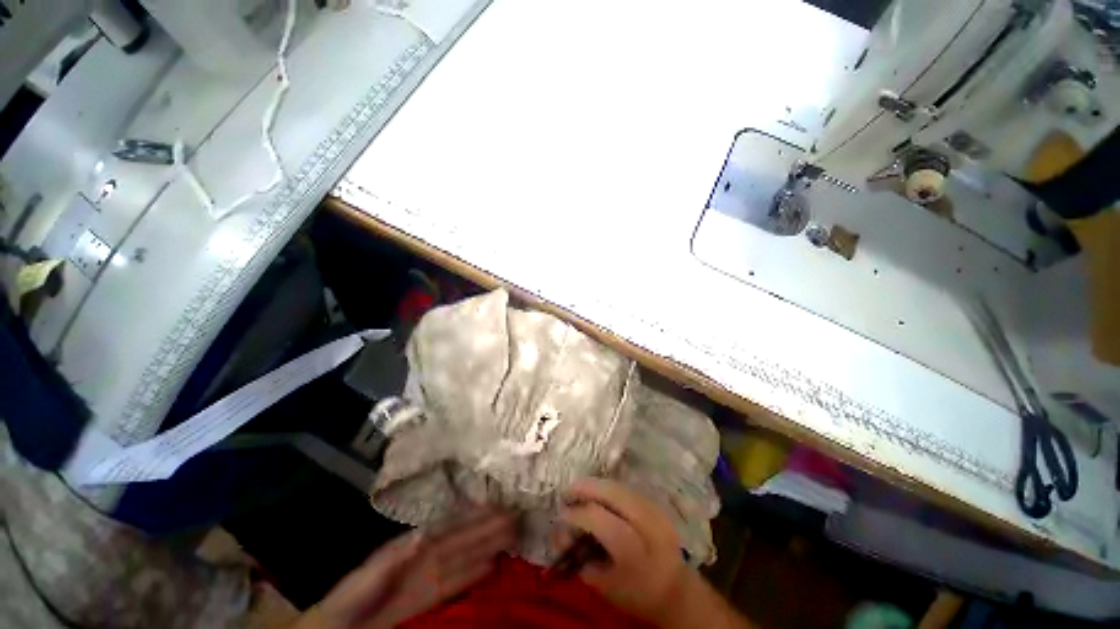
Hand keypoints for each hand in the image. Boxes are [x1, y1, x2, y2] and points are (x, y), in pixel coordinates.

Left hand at [295, 507, 515, 628]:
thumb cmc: (351, 598)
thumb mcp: (369, 575)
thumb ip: (395, 557)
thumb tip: (425, 533)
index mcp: (415, 544)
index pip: (452, 525)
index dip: (474, 515)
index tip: (498, 505)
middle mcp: (429, 553)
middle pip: (466, 537)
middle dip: (490, 526)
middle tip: (517, 517)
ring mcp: (433, 574)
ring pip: (468, 554)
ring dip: (490, 544)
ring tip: (514, 535)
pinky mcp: (434, 595)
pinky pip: (462, 579)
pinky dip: (479, 570)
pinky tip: (495, 564)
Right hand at [557, 478, 689, 622]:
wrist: (677, 591)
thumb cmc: (637, 594)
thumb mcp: (605, 587)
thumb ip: (580, 559)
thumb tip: (560, 533)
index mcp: (633, 551)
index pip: (598, 519)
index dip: (577, 514)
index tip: (561, 515)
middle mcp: (646, 524)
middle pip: (612, 493)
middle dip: (586, 487)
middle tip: (567, 491)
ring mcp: (655, 510)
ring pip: (620, 486)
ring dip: (597, 484)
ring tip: (580, 489)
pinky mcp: (657, 504)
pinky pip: (627, 488)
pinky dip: (609, 487)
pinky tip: (599, 492)